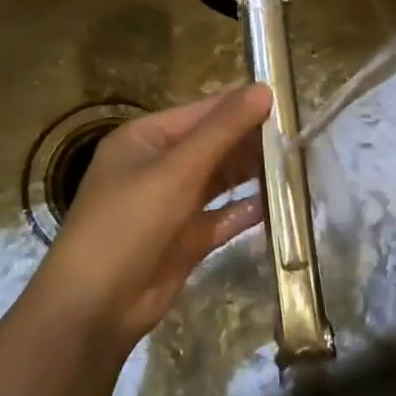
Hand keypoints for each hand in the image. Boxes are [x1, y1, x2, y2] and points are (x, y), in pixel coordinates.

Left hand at [32, 84, 271, 351]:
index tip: (286, 101)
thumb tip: (263, 88)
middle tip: (299, 134)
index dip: (241, 105)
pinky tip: (278, 205)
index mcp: (145, 139)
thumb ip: (222, 130)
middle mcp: (158, 166)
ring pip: (220, 181)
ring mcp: (172, 204)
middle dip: (251, 140)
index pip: (201, 112)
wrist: (95, 306)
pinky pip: (222, 217)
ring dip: (252, 173)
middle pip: (213, 145)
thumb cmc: (130, 222)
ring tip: (295, 163)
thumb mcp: (177, 169)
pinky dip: (246, 210)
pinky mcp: (185, 240)